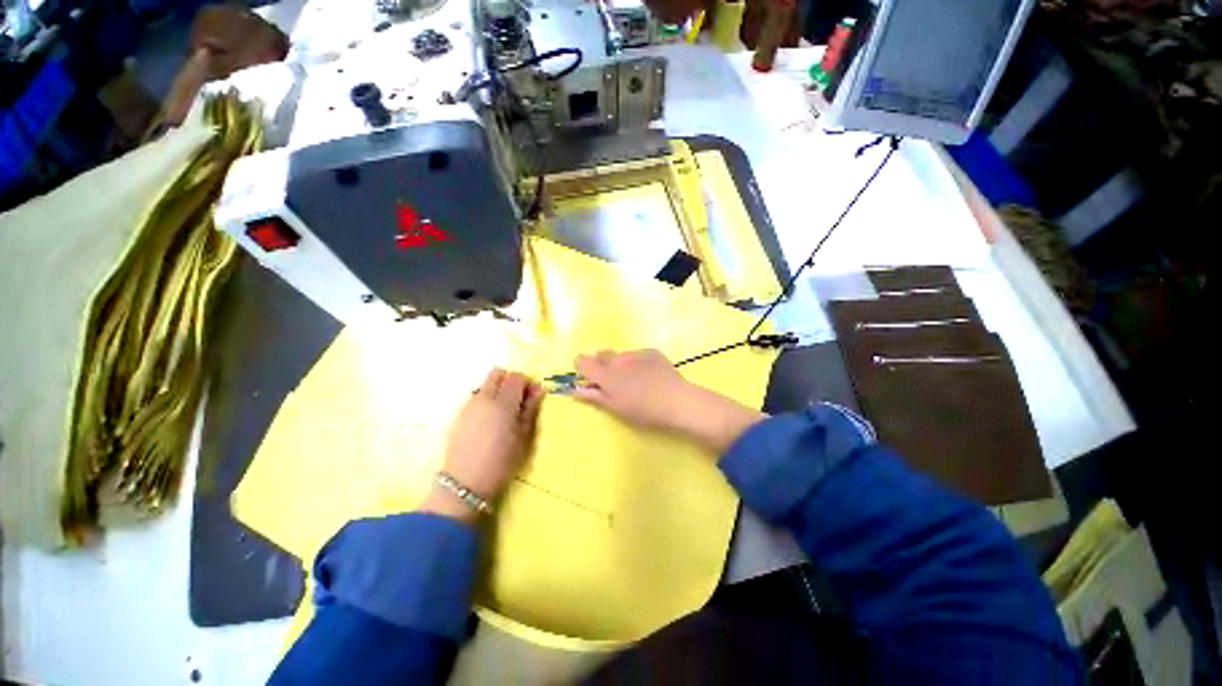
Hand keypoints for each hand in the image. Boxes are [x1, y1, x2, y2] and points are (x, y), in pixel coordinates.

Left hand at [420, 369, 543, 522]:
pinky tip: (490, 421)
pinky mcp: (459, 414)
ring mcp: (469, 405)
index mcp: (503, 403)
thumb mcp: (524, 436)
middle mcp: (484, 398)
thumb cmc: (502, 462)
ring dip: (498, 390)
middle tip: (519, 400)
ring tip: (505, 413)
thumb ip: (531, 409)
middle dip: (510, 381)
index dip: (527, 383)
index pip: (516, 377)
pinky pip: (476, 396)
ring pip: (485, 384)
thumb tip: (540, 389)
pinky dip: (487, 400)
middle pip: (498, 373)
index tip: (532, 397)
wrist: (465, 483)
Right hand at [573, 349, 766, 452]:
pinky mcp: (651, 351)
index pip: (581, 360)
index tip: (591, 381)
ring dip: (620, 364)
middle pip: (600, 354)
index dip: (583, 370)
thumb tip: (575, 390)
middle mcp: (617, 359)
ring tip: (636, 380)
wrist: (679, 402)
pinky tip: (650, 375)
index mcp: (606, 375)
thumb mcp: (617, 408)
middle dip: (602, 366)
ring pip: (619, 354)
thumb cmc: (645, 411)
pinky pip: (636, 354)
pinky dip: (636, 362)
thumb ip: (594, 396)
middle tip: (615, 383)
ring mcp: (636, 353)